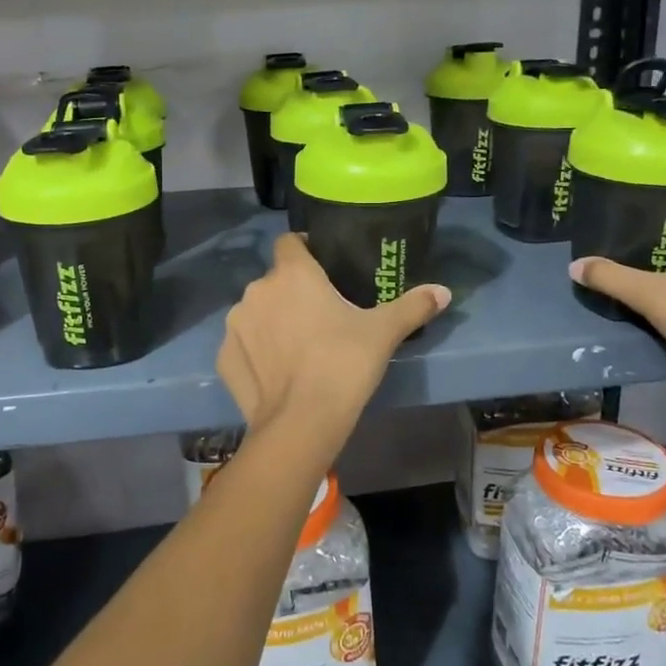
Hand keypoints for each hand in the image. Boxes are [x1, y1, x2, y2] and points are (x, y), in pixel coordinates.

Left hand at [218, 234, 450, 436]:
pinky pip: (243, 345)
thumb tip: (443, 291)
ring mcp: (235, 324)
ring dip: (272, 321)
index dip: (305, 249)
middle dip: (293, 293)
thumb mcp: (383, 333)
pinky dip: (256, 353)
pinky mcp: (223, 357)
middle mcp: (257, 291)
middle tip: (320, 317)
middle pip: (276, 281)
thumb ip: (413, 306)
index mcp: (292, 274)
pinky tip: (276, 374)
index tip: (323, 267)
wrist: (300, 424)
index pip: (290, 242)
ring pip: (257, 312)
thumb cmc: (343, 365)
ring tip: (297, 348)